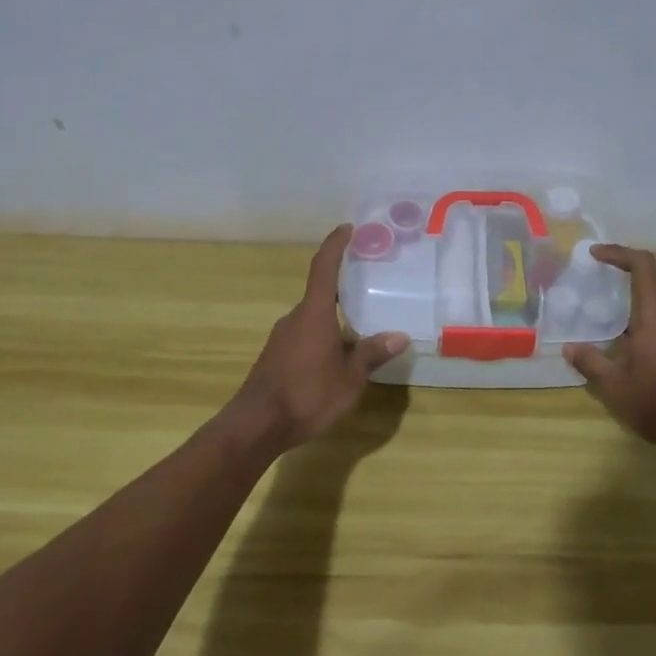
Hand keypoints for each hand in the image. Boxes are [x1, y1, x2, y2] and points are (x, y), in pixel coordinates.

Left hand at [233, 226, 410, 453]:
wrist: (256, 426)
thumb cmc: (307, 395)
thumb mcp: (349, 378)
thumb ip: (371, 354)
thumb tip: (399, 336)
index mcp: (313, 314)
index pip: (324, 268)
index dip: (335, 245)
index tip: (347, 229)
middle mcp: (295, 318)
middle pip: (320, 294)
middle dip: (343, 288)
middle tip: (369, 286)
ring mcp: (281, 338)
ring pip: (313, 318)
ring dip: (334, 318)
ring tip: (360, 326)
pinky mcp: (276, 357)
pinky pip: (305, 336)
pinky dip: (323, 336)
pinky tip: (337, 356)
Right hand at [564, 244, 655, 454]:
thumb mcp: (616, 388)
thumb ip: (591, 363)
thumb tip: (570, 348)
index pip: (643, 266)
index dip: (619, 253)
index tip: (595, 255)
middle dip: (631, 266)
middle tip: (604, 273)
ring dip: (644, 288)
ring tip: (615, 302)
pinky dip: (653, 307)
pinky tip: (635, 332)